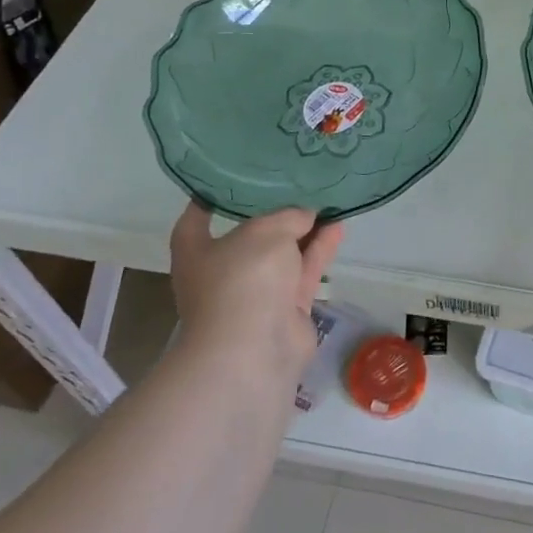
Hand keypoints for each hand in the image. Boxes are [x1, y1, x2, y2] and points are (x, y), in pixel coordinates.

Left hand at [169, 203, 343, 370]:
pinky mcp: (286, 310)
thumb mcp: (266, 232)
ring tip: (327, 202)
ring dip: (304, 232)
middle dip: (272, 216)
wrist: (254, 351)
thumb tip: (304, 216)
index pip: (195, 222)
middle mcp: (222, 273)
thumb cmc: (242, 281)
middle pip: (249, 238)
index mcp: (197, 253)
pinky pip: (303, 272)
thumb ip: (288, 217)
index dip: (208, 201)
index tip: (225, 182)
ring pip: (283, 255)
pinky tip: (338, 226)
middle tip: (295, 187)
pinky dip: (319, 250)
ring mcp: (256, 294)